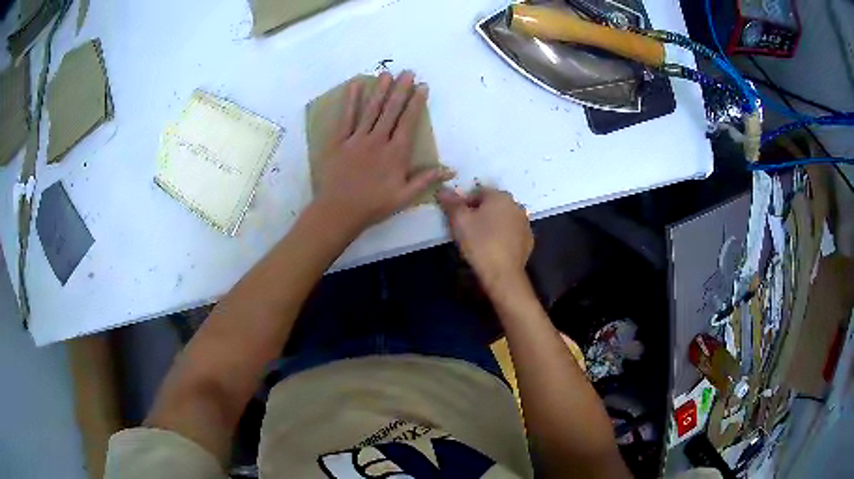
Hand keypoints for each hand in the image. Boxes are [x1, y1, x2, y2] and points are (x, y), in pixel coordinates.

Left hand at [314, 71, 453, 232]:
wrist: (339, 211)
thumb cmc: (374, 206)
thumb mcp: (405, 197)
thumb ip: (426, 180)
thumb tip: (451, 170)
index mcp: (396, 153)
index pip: (409, 122)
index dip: (416, 103)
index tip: (422, 86)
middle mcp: (378, 140)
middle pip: (391, 110)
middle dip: (401, 89)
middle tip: (407, 72)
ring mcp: (357, 139)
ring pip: (371, 110)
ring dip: (380, 90)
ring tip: (387, 73)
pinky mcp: (338, 141)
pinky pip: (346, 117)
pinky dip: (350, 101)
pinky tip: (355, 86)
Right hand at [437, 186, 532, 292]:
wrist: (503, 274)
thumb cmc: (479, 243)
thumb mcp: (459, 221)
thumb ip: (452, 203)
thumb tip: (443, 190)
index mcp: (500, 196)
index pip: (478, 192)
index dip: (464, 204)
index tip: (457, 219)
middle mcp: (516, 205)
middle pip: (492, 205)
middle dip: (479, 213)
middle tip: (467, 230)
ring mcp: (524, 223)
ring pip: (503, 218)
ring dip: (492, 224)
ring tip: (479, 241)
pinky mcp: (528, 240)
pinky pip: (511, 233)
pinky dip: (503, 236)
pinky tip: (493, 249)